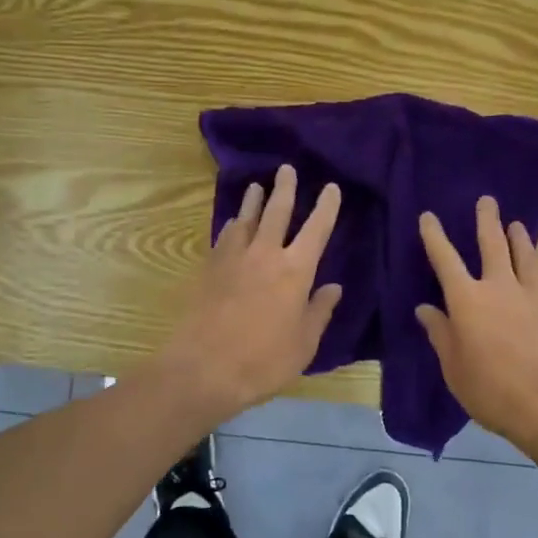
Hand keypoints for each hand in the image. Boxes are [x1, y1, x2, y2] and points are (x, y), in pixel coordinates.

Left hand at [158, 164, 342, 424]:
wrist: (203, 368)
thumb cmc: (263, 361)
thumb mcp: (304, 344)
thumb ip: (319, 311)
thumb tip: (333, 287)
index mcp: (295, 270)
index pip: (316, 229)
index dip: (326, 207)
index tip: (330, 187)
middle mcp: (265, 254)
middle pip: (277, 211)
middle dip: (285, 188)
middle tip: (287, 168)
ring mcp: (234, 258)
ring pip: (247, 218)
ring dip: (254, 200)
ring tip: (257, 186)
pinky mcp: (210, 268)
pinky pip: (224, 236)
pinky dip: (233, 225)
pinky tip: (233, 223)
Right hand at [416, 197, 537, 454]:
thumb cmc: (492, 390)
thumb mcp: (454, 368)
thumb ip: (441, 335)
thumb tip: (425, 309)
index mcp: (467, 300)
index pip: (445, 259)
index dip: (435, 236)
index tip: (429, 216)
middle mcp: (499, 288)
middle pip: (492, 245)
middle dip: (487, 220)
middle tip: (487, 200)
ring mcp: (533, 296)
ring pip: (525, 257)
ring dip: (519, 238)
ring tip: (516, 224)